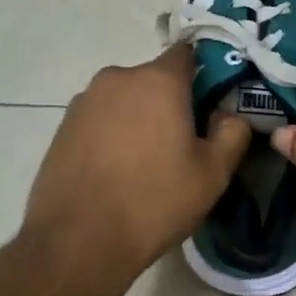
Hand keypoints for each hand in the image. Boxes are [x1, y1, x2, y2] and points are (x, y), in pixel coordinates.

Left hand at [21, 46, 252, 295]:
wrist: (76, 241)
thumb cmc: (153, 202)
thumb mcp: (212, 175)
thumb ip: (232, 134)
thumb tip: (229, 115)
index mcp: (158, 80)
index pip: (186, 54)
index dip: (201, 73)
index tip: (209, 102)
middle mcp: (119, 77)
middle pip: (153, 78)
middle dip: (168, 101)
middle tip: (179, 142)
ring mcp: (85, 100)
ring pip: (124, 98)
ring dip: (137, 117)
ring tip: (143, 162)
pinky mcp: (63, 124)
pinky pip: (99, 117)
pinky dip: (110, 133)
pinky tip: (113, 171)